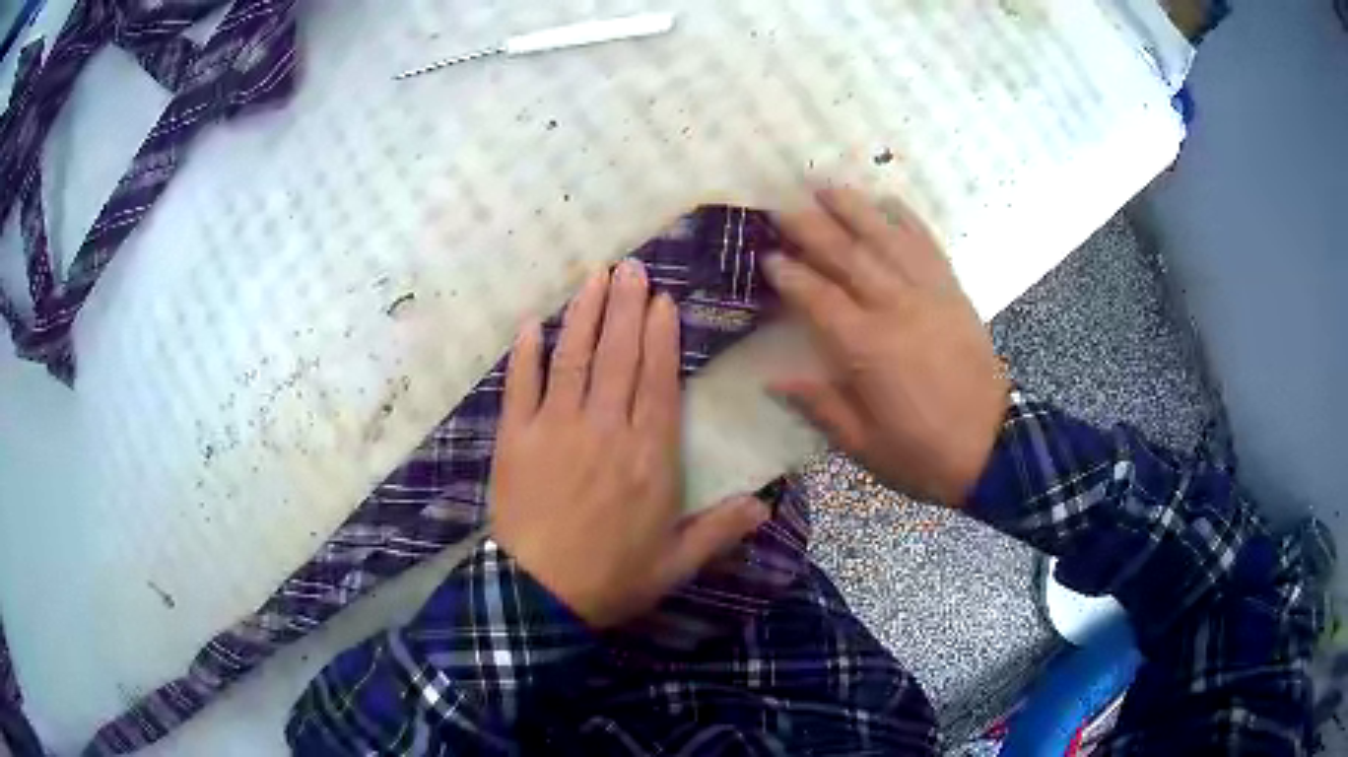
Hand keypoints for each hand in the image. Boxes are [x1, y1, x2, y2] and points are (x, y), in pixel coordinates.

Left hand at [490, 260, 770, 628]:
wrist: (538, 596)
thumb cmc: (612, 578)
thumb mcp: (675, 563)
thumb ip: (719, 529)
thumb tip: (765, 505)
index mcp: (649, 456)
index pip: (658, 381)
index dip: (661, 336)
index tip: (662, 300)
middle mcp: (605, 429)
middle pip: (618, 356)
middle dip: (626, 306)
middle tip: (631, 266)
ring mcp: (556, 428)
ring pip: (575, 358)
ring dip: (585, 314)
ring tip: (595, 276)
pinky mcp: (516, 438)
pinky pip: (521, 386)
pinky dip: (526, 353)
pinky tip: (533, 324)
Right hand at [767, 188, 1009, 506]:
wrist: (994, 448)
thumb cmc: (923, 454)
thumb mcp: (864, 446)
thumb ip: (820, 407)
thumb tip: (774, 379)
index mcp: (867, 348)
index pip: (818, 297)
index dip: (789, 274)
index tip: (766, 255)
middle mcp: (896, 308)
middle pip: (847, 255)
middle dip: (810, 226)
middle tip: (780, 205)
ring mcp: (930, 295)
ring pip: (886, 239)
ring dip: (854, 208)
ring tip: (826, 185)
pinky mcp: (954, 293)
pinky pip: (928, 246)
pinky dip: (908, 220)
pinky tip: (889, 201)